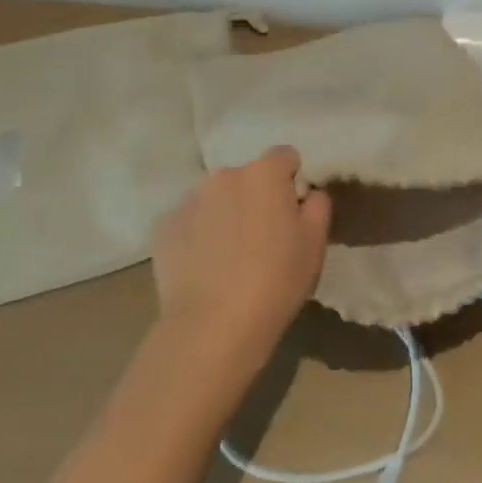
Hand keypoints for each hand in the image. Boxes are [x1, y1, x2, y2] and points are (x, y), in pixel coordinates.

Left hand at [152, 146, 330, 360]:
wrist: (212, 326)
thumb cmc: (276, 280)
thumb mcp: (315, 243)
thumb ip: (318, 205)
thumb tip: (308, 192)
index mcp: (264, 173)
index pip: (285, 156)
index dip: (291, 180)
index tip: (292, 211)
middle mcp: (224, 175)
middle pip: (247, 177)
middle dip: (255, 197)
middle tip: (262, 238)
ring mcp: (189, 200)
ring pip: (216, 198)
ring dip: (225, 214)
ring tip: (229, 256)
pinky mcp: (164, 227)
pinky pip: (189, 222)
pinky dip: (198, 235)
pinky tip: (204, 268)